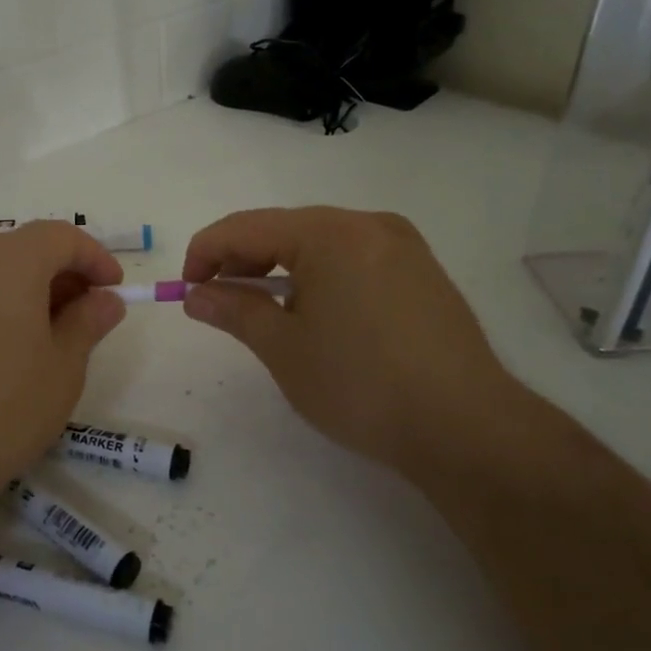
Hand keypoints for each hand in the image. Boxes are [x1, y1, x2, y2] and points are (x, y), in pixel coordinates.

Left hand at [0, 222, 125, 540]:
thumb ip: (87, 323)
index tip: (113, 290)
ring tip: (39, 334)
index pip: (60, 236)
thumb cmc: (0, 413)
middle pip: (21, 248)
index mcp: (8, 260)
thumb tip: (105, 300)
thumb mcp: (62, 370)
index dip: (94, 258)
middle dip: (58, 274)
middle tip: (81, 317)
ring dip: (21, 288)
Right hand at [181, 207, 520, 486]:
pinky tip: (314, 313)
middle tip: (218, 301)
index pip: (245, 227)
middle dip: (242, 260)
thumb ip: (234, 310)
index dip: (205, 253)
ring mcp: (402, 246)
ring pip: (320, 243)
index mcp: (329, 233)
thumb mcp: (283, 348)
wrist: (464, 426)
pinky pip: (353, 258)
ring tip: (263, 311)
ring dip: (280, 268)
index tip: (187, 290)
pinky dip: (319, 276)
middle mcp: (368, 224)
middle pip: (284, 228)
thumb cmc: (359, 384)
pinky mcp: (422, 272)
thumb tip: (196, 294)